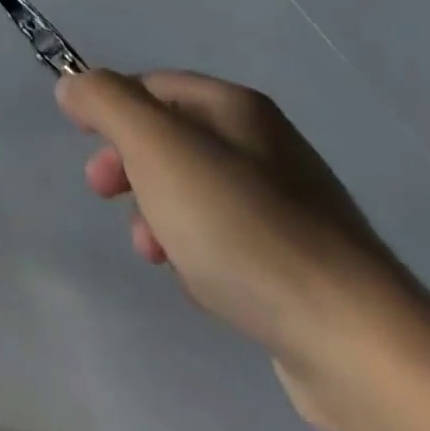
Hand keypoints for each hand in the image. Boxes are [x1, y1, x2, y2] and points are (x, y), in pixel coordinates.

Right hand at [55, 70, 418, 429]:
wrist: (357, 344)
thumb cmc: (240, 224)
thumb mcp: (154, 144)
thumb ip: (104, 101)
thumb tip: (72, 86)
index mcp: (237, 107)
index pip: (152, 85)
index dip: (111, 108)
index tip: (84, 143)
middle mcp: (268, 147)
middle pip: (172, 139)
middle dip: (130, 165)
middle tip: (105, 194)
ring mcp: (293, 209)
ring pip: (197, 194)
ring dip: (160, 214)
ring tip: (153, 252)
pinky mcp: (306, 269)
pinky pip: (230, 243)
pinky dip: (201, 254)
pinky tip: (201, 285)